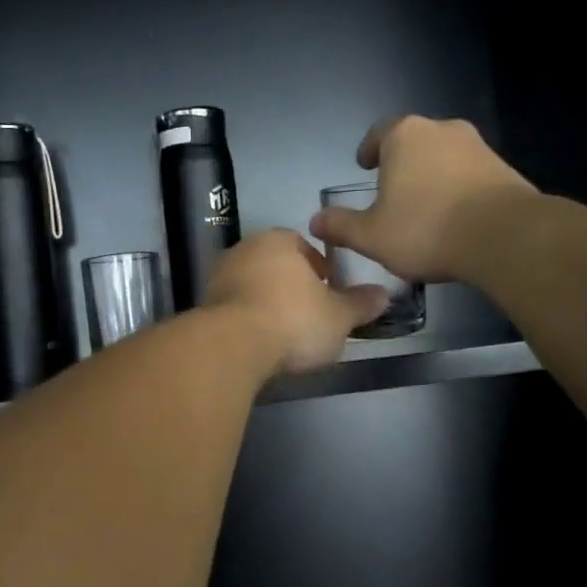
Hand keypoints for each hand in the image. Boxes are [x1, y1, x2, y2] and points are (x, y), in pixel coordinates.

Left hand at [204, 228, 388, 376]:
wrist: (232, 345)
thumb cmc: (293, 320)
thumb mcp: (339, 317)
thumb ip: (360, 304)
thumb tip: (383, 295)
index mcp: (278, 241)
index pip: (302, 245)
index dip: (318, 268)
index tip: (329, 290)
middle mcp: (244, 250)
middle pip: (274, 265)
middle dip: (291, 285)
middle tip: (309, 312)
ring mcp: (219, 278)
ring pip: (251, 287)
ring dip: (267, 303)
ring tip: (285, 332)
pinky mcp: (204, 307)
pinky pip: (234, 310)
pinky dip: (247, 321)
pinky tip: (260, 343)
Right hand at [309, 116, 534, 283]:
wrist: (506, 236)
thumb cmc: (426, 229)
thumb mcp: (371, 236)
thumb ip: (341, 226)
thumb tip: (315, 221)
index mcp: (404, 136)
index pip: (378, 134)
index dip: (368, 150)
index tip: (364, 166)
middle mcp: (442, 129)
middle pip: (413, 143)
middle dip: (400, 164)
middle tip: (390, 191)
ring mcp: (478, 146)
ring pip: (443, 157)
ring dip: (431, 177)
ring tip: (423, 209)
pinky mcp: (504, 168)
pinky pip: (469, 175)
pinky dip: (456, 189)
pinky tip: (453, 218)